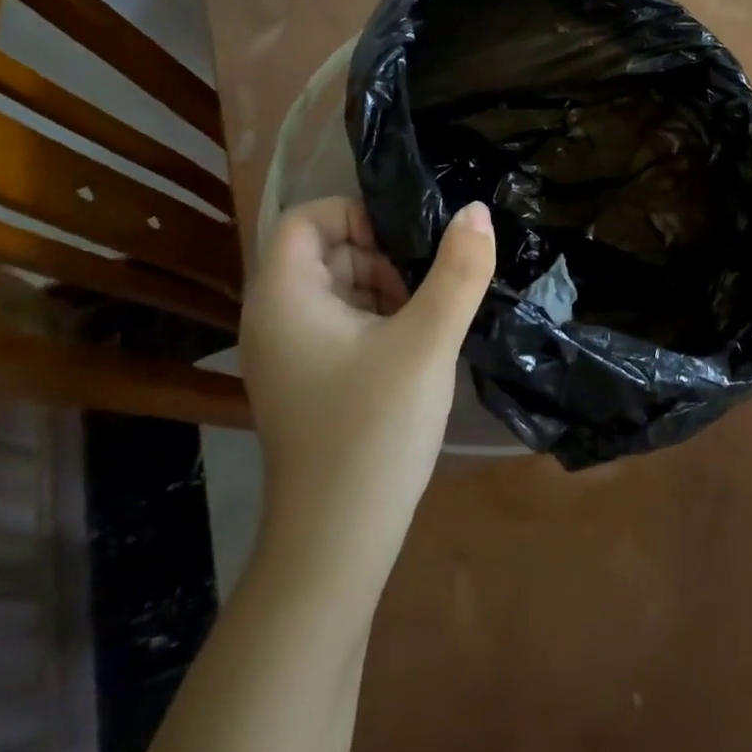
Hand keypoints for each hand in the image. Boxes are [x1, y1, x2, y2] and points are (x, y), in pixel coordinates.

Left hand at [238, 198, 495, 589]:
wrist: (337, 541)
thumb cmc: (374, 430)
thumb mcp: (428, 341)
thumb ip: (458, 271)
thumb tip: (476, 210)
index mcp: (284, 299)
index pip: (305, 218)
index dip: (356, 214)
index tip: (408, 243)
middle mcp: (274, 320)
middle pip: (324, 252)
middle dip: (380, 256)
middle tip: (427, 286)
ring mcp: (288, 355)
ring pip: (337, 289)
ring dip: (384, 289)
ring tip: (427, 319)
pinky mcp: (307, 382)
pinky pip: (341, 325)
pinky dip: (378, 321)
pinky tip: (414, 349)